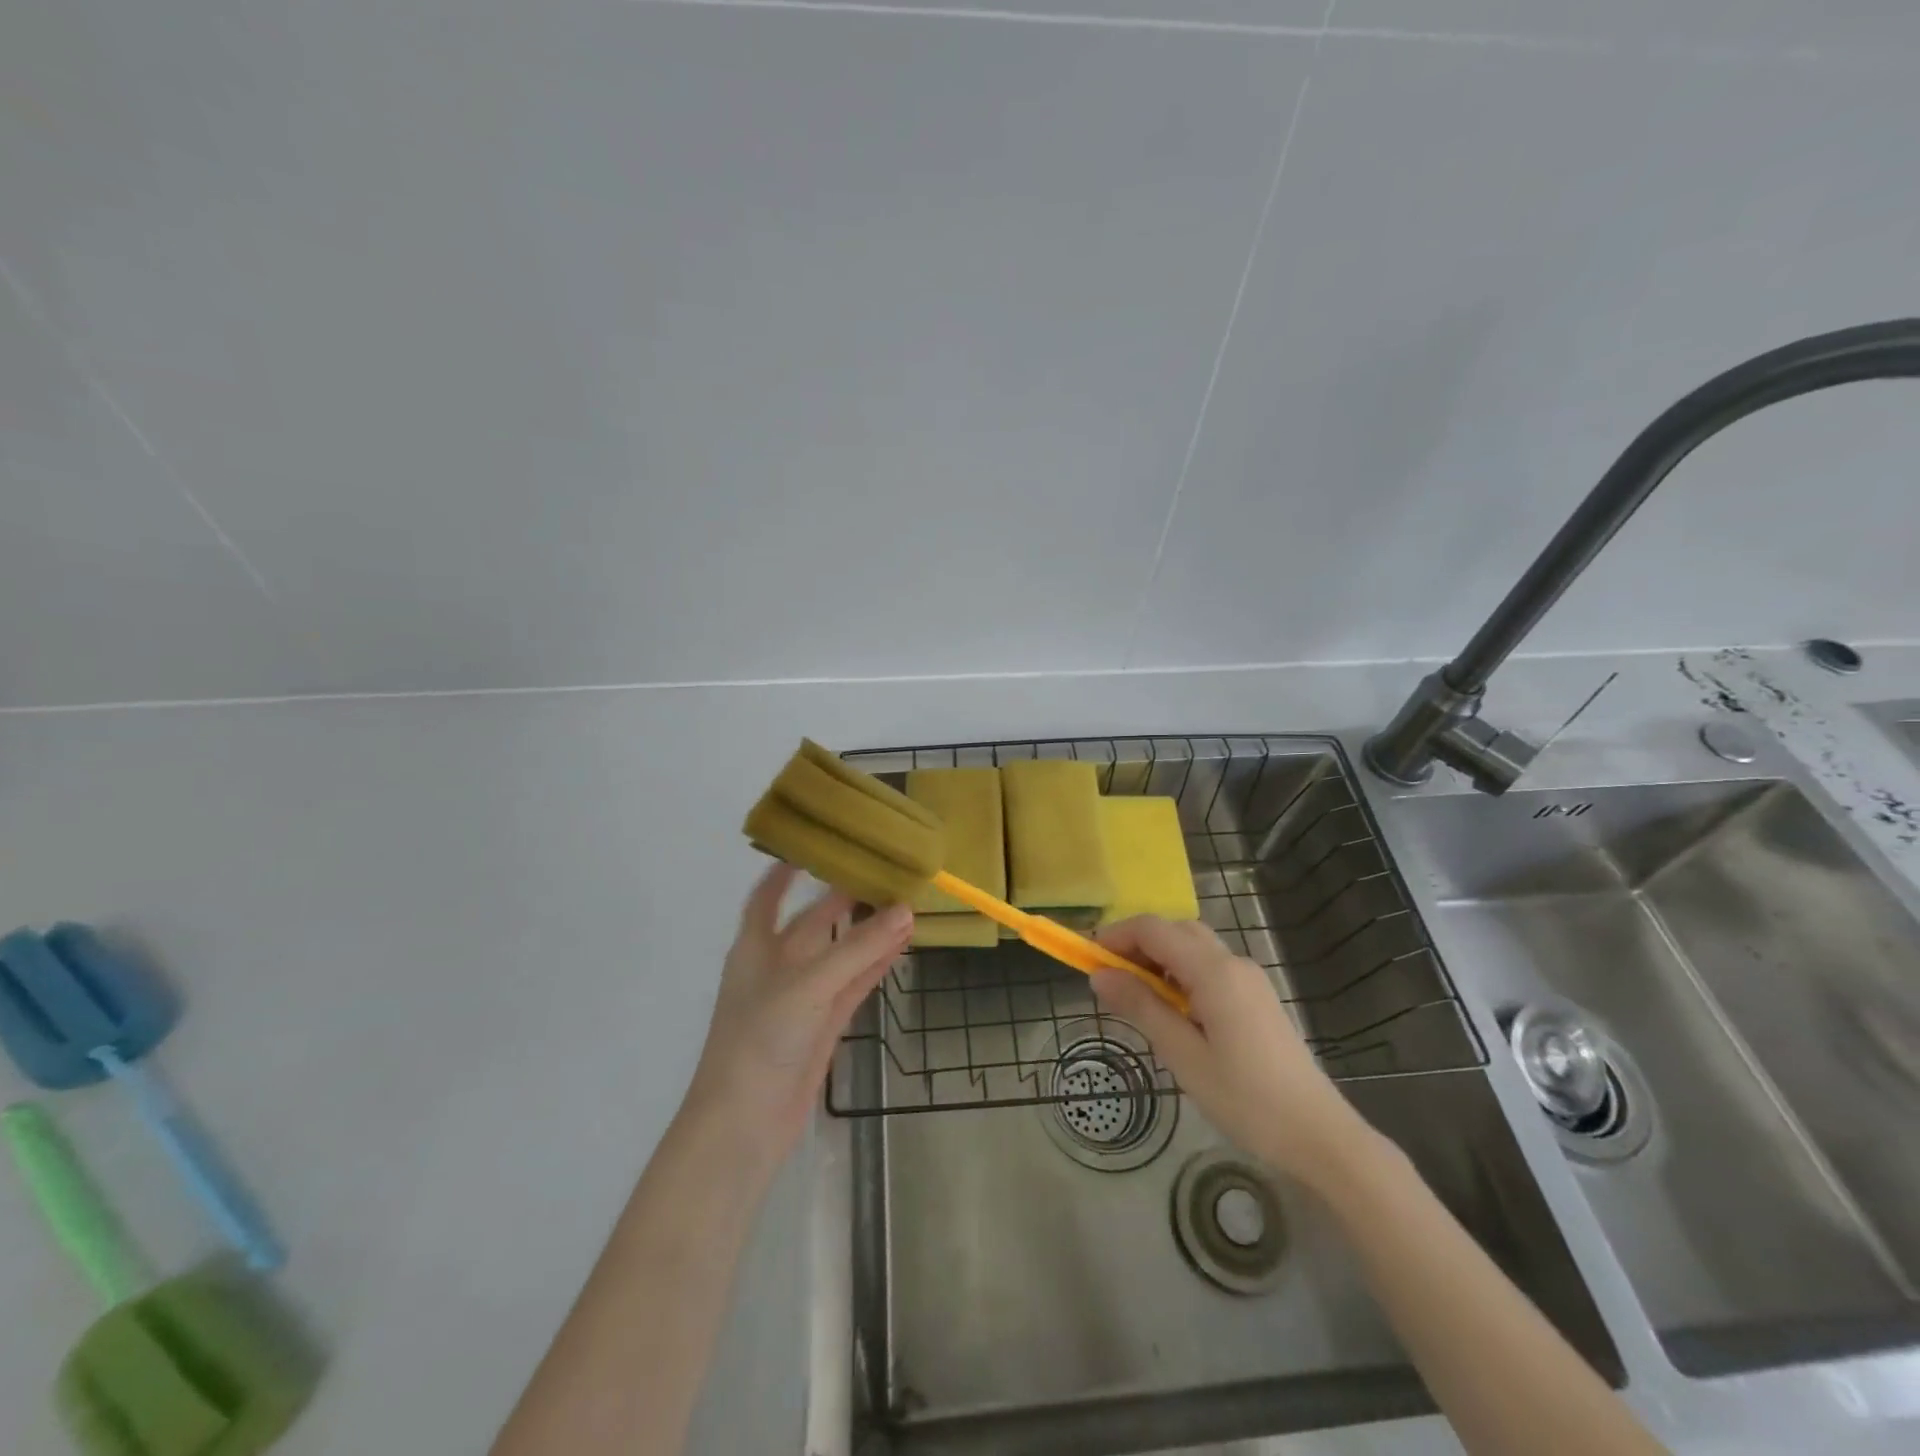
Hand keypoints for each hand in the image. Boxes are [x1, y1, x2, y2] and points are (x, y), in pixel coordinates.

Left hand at [682, 864, 910, 1166]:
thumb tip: (905, 910)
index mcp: (756, 947)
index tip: (813, 844)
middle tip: (883, 871)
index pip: (766, 896)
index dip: (783, 871)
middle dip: (843, 899)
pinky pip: (853, 984)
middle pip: (814, 922)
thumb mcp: (807, 986)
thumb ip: (857, 949)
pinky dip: (875, 966)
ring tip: (904, 904)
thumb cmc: (760, 1040)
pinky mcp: (823, 1025)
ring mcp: (803, 998)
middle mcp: (778, 966)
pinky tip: (900, 946)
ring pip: (840, 953)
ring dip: (868, 932)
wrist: (744, 1125)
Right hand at [1091, 917, 1375, 1184]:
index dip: (1116, 936)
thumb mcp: (1183, 1056)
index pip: (1154, 930)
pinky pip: (1210, 967)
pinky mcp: (1257, 998)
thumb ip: (1141, 1008)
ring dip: (1159, 958)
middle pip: (1175, 930)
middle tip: (1108, 977)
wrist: (1319, 1135)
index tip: (1086, 958)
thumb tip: (1099, 975)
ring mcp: (1249, 979)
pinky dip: (1180, 973)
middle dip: (1136, 944)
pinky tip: (1171, 1010)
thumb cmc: (1246, 1099)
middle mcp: (1234, 963)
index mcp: (1215, 972)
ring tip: (1134, 995)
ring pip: (1194, 947)